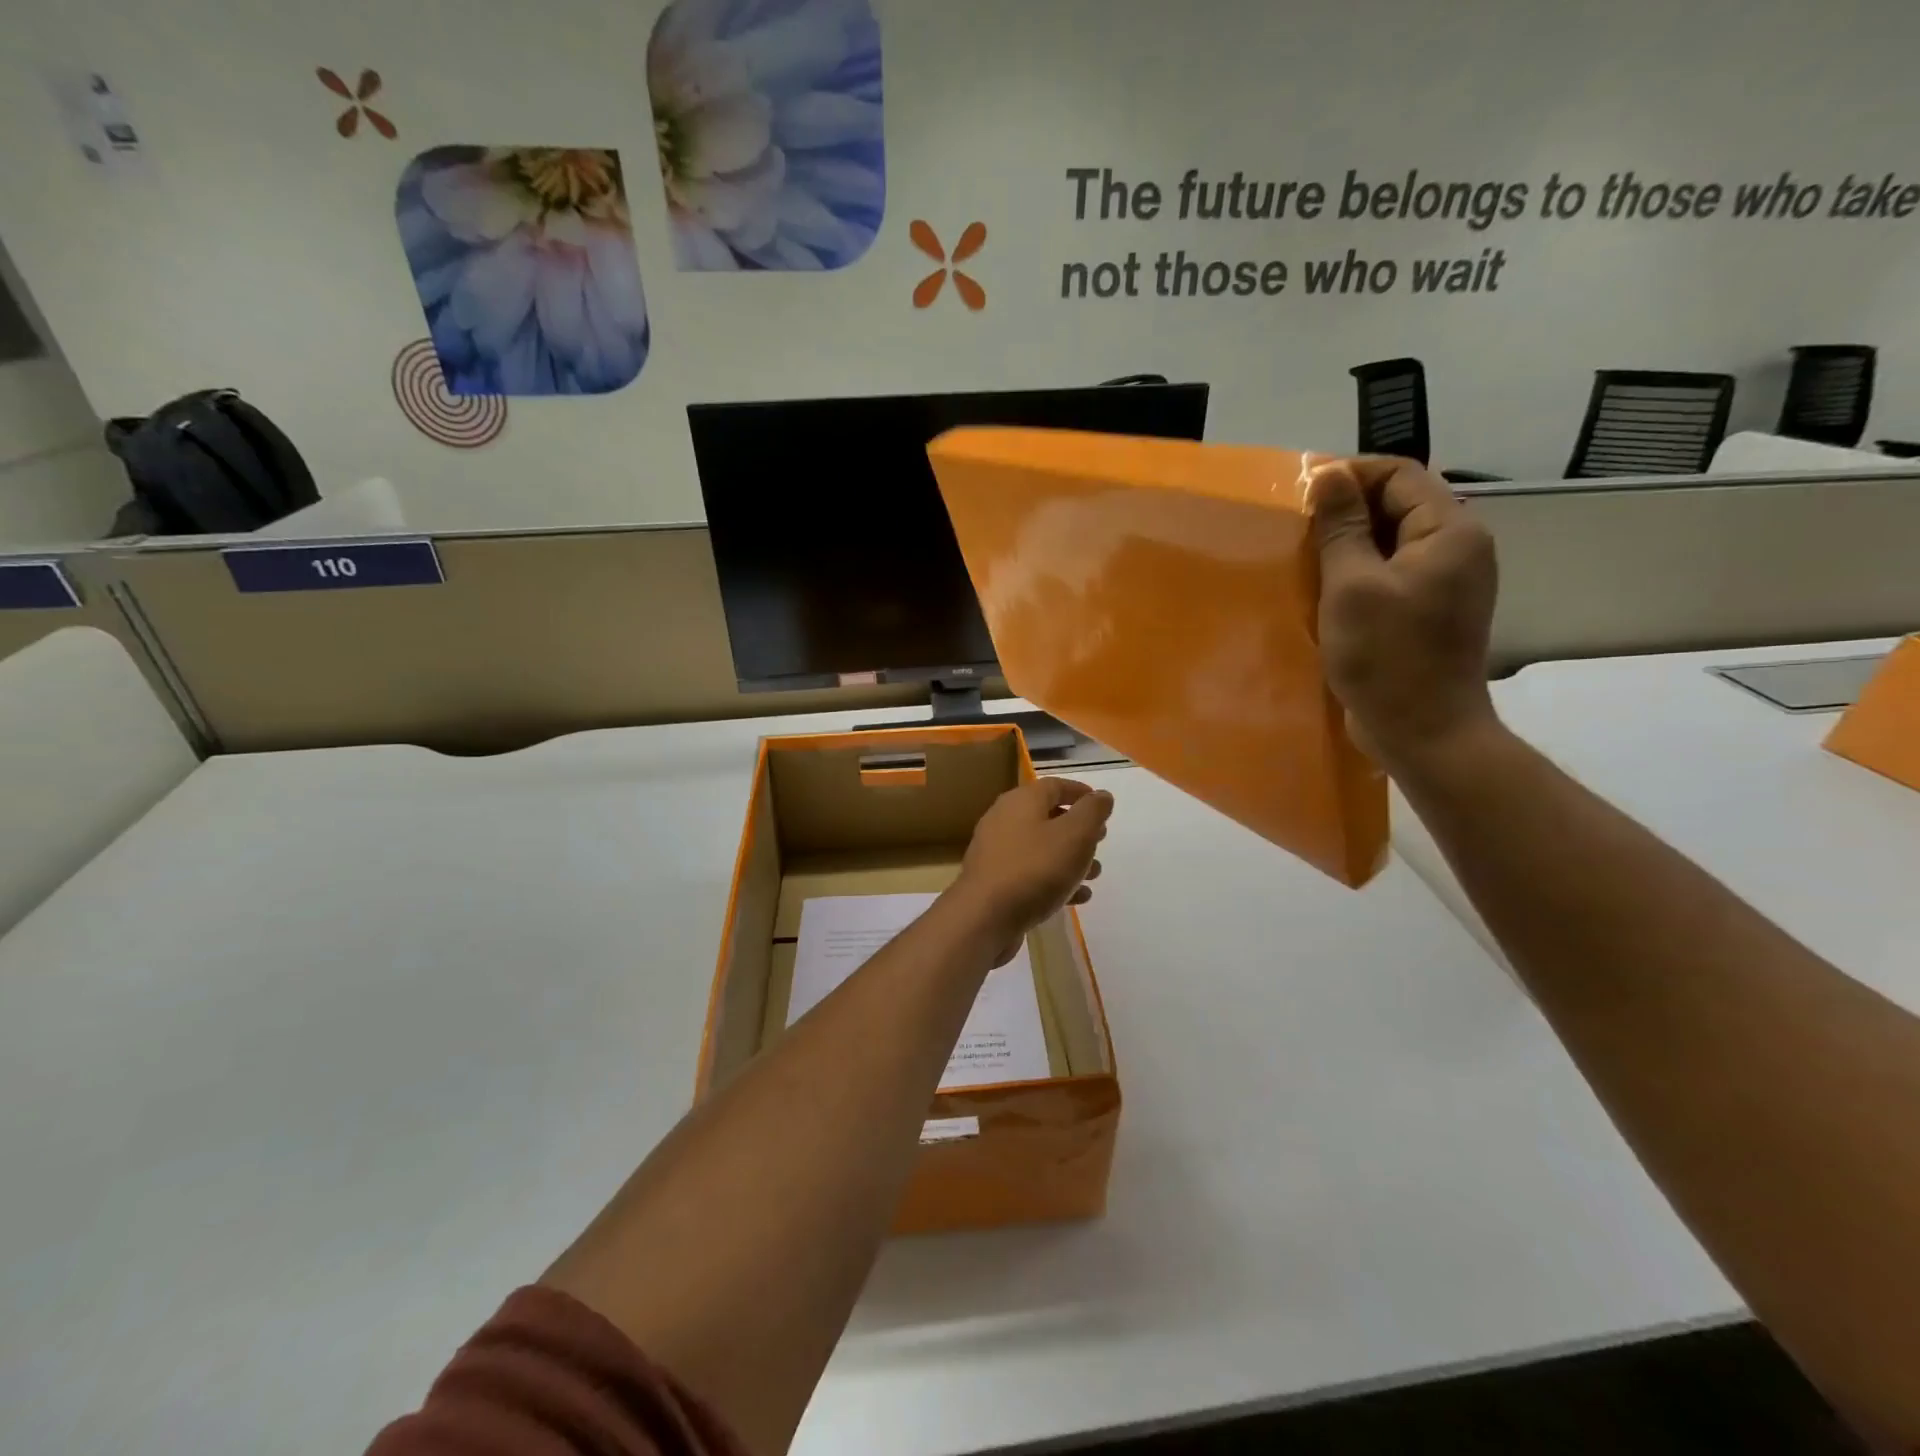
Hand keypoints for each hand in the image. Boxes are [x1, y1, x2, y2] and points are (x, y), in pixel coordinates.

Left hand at [951, 778, 1111, 964]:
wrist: (985, 916)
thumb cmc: (1035, 868)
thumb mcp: (1075, 835)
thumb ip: (1091, 812)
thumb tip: (1102, 796)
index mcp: (1021, 801)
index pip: (1054, 786)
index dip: (1080, 792)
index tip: (1102, 805)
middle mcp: (1004, 820)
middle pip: (1047, 816)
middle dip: (1078, 829)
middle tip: (1100, 841)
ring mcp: (996, 852)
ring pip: (1041, 848)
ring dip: (1070, 858)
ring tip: (1094, 874)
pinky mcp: (995, 881)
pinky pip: (1030, 873)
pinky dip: (1054, 880)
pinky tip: (1076, 897)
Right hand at [1309, 457, 1500, 771]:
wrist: (1422, 732)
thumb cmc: (1387, 657)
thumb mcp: (1352, 586)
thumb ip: (1342, 527)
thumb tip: (1329, 474)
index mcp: (1449, 532)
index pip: (1400, 474)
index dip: (1350, 475)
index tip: (1300, 493)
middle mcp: (1455, 549)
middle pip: (1397, 505)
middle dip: (1345, 510)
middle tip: (1294, 528)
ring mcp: (1443, 582)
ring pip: (1389, 541)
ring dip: (1346, 544)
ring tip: (1301, 557)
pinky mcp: (1425, 611)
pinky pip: (1388, 574)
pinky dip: (1355, 573)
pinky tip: (1321, 589)